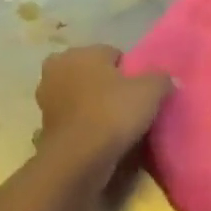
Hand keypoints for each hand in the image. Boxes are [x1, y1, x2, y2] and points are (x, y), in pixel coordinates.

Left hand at [35, 45, 171, 176]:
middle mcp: (58, 68)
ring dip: (93, 105)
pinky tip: (100, 138)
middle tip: (128, 105)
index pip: (113, 54)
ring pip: (80, 96)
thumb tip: (167, 79)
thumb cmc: (113, 113)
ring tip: (116, 124)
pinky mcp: (44, 125)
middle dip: (107, 85)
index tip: (141, 91)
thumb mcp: (151, 91)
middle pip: (93, 73)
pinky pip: (73, 119)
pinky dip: (84, 125)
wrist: (79, 158)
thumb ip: (161, 78)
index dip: (130, 71)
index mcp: (81, 52)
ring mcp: (46, 98)